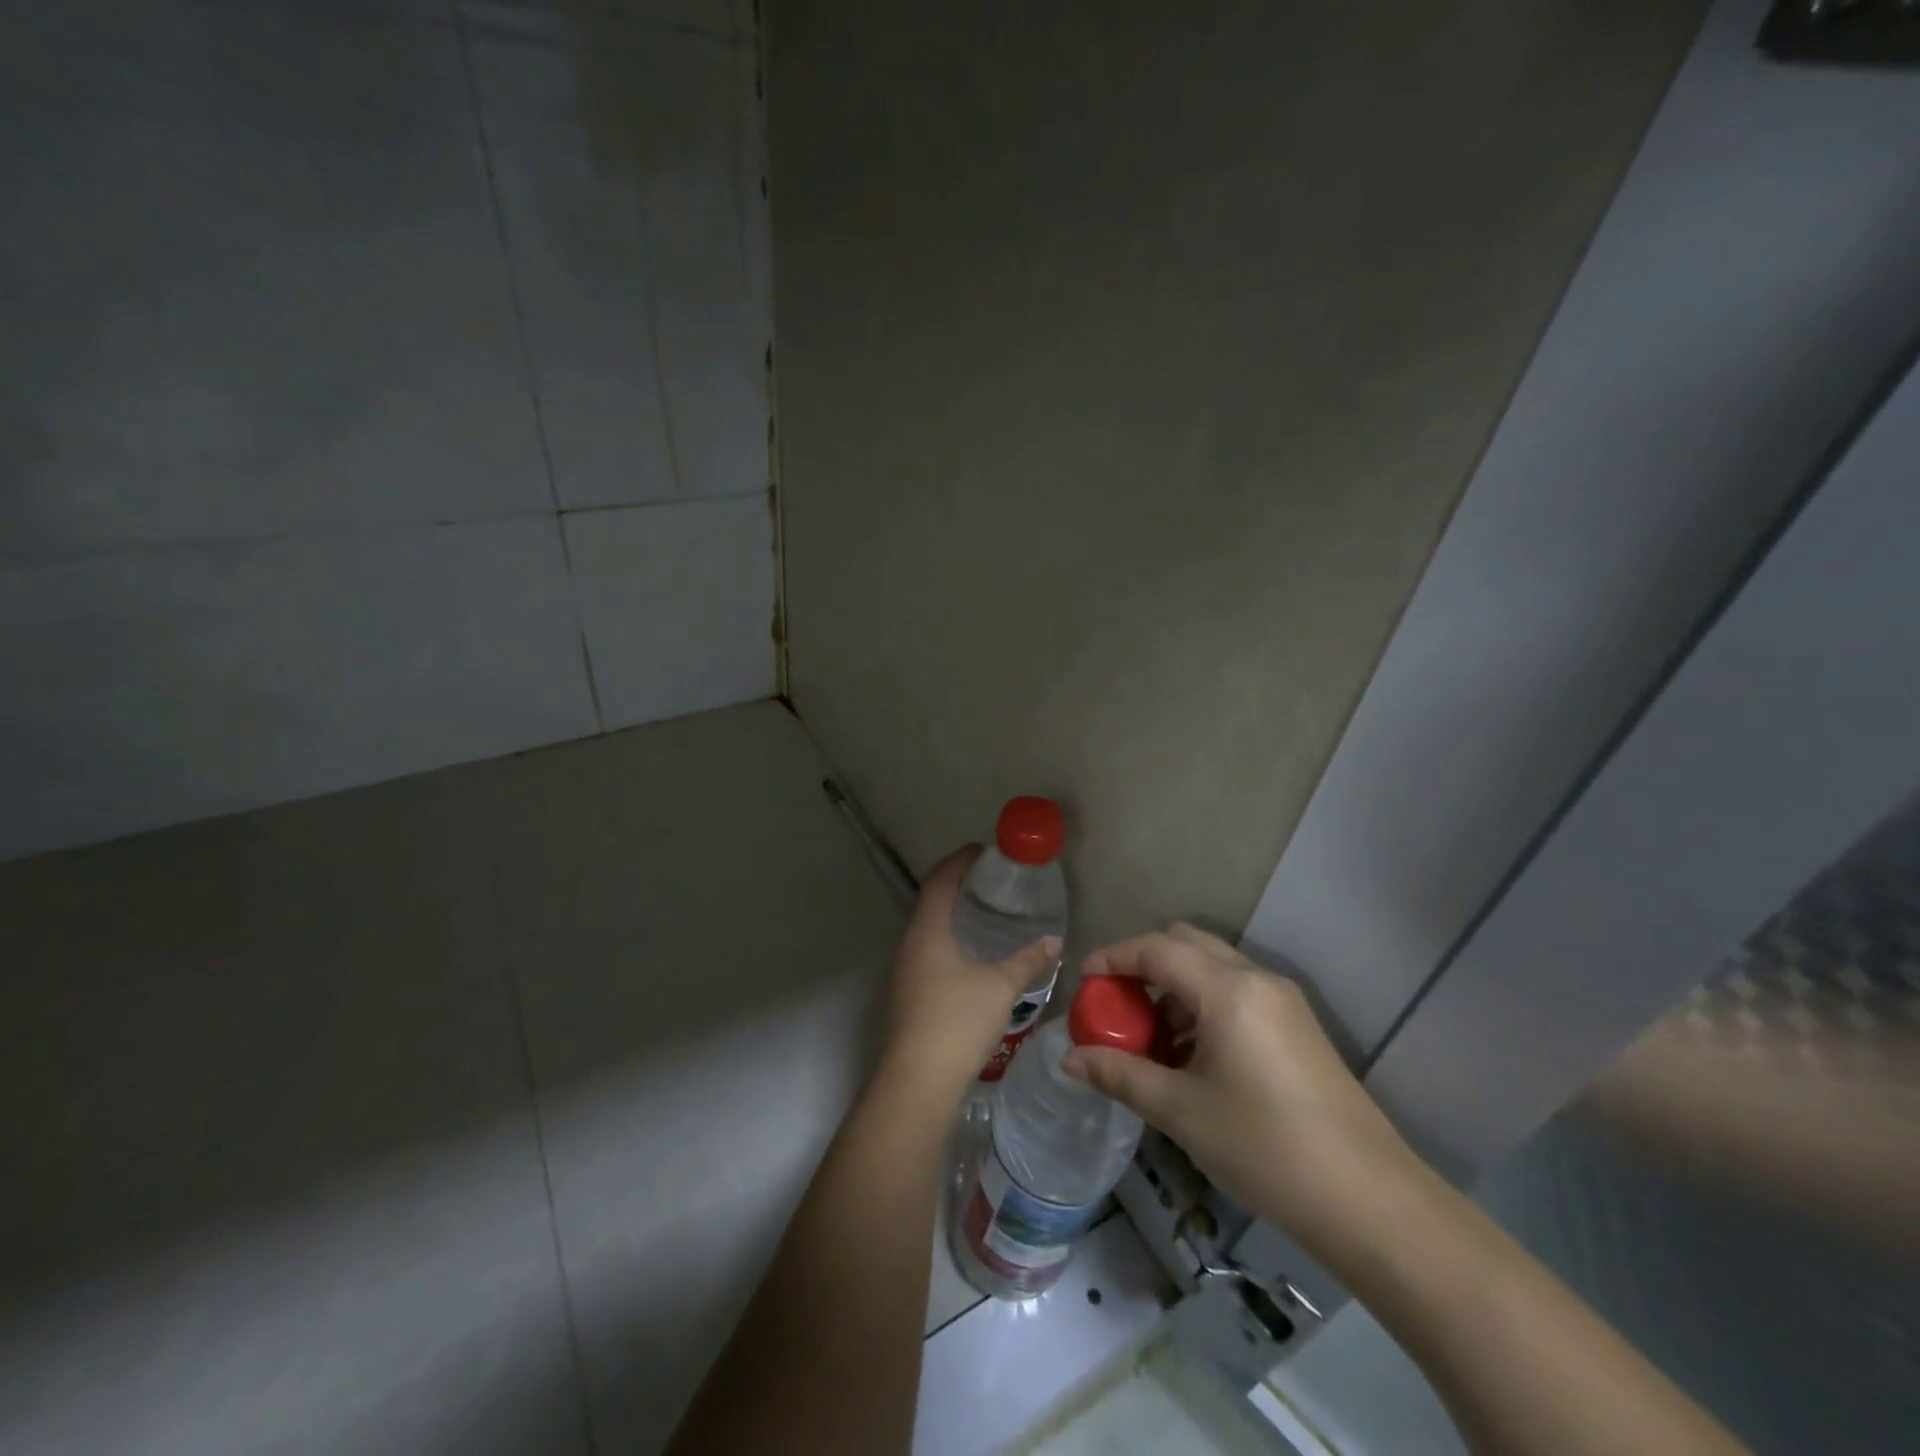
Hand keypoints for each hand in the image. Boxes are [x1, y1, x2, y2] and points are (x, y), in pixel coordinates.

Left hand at [879, 847, 1061, 1106]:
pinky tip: (971, 955)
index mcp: (927, 930)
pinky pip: (928, 951)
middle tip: (988, 880)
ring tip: (984, 913)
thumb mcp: (1000, 986)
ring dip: (952, 915)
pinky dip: (949, 940)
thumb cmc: (957, 1020)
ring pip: (928, 928)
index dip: (959, 861)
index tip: (981, 850)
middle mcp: (910, 943)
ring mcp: (905, 970)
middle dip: (956, 885)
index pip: (939, 880)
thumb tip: (1054, 941)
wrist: (918, 1080)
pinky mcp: (908, 993)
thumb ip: (1027, 960)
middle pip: (930, 901)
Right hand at [1063, 923, 1425, 1267]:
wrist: (1372, 1203)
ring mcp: (1284, 1001)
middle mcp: (1257, 979)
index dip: (1114, 957)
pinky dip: (1203, 1004)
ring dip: (1174, 986)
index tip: (1083, 979)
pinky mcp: (1298, 1026)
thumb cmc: (1266, 1149)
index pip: (1157, 948)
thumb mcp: (1181, 1112)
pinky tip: (1193, 1056)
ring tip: (1151, 1039)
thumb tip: (1069, 1060)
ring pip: (1213, 966)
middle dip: (1144, 964)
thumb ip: (1120, 1075)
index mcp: (1227, 989)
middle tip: (1115, 1004)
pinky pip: (1237, 992)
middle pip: (1186, 942)